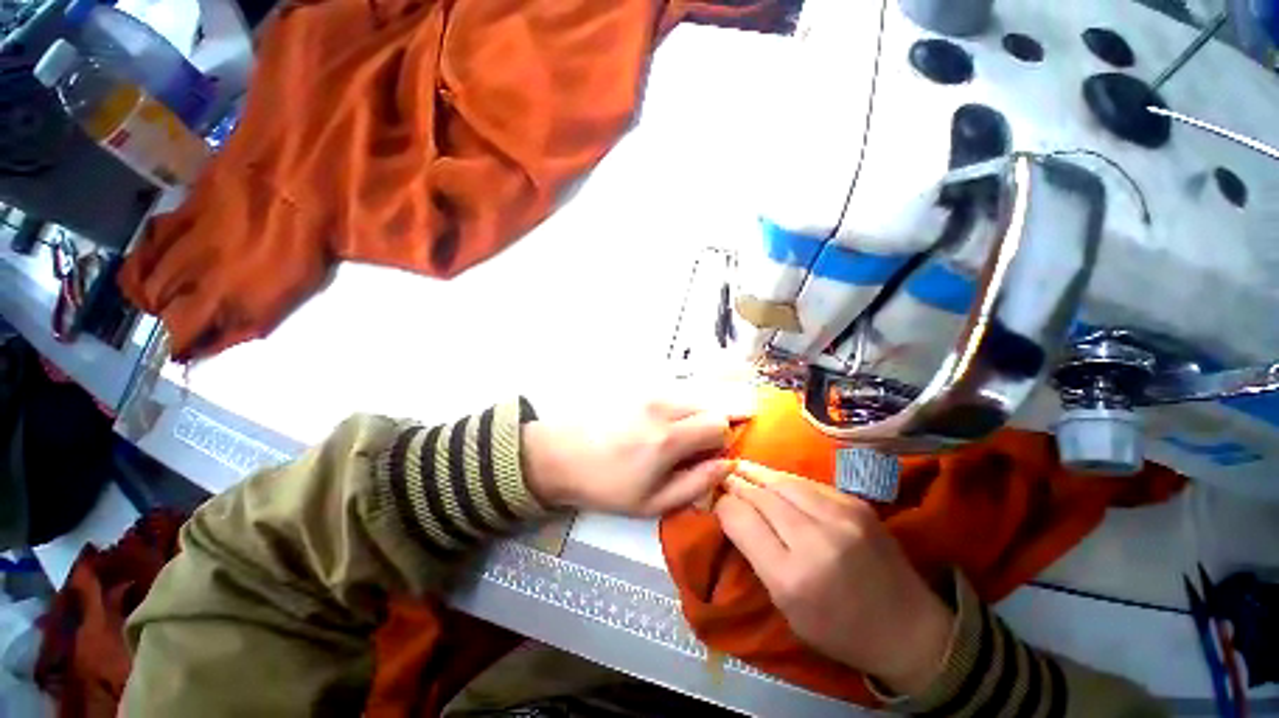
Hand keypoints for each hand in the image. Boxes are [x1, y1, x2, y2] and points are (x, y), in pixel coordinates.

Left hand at [522, 401, 741, 515]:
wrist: (560, 455)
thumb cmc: (606, 485)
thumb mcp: (652, 502)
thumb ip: (696, 484)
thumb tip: (726, 465)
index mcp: (668, 438)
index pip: (720, 424)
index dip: (720, 443)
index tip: (705, 457)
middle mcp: (663, 407)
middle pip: (710, 405)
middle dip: (710, 426)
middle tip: (690, 449)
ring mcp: (649, 393)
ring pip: (692, 397)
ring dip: (693, 416)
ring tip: (670, 438)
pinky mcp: (637, 388)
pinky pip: (672, 394)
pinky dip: (676, 409)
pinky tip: (654, 426)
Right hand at [715, 461, 954, 695]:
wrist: (908, 627)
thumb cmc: (837, 629)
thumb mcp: (785, 606)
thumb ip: (755, 555)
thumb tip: (731, 511)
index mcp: (792, 577)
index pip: (741, 520)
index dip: (723, 505)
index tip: (716, 501)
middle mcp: (815, 540)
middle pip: (761, 495)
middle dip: (737, 484)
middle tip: (722, 477)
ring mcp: (840, 516)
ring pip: (782, 481)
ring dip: (757, 474)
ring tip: (740, 468)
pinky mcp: (855, 503)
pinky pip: (806, 482)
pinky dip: (784, 480)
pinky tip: (773, 479)